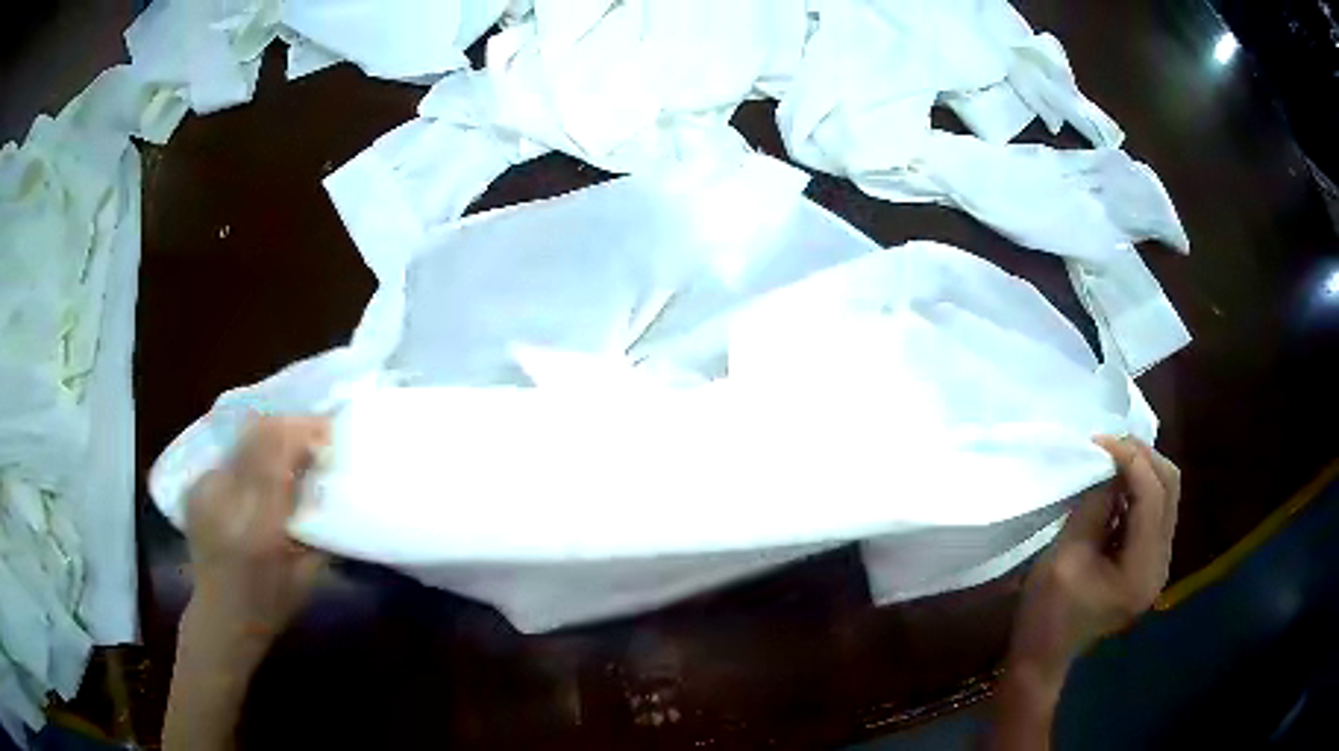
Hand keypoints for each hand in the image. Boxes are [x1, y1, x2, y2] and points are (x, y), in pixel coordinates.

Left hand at [184, 415, 329, 641]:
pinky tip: (260, 467)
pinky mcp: (194, 487)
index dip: (303, 433)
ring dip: (270, 435)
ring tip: (289, 445)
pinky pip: (229, 454)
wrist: (220, 617)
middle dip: (289, 426)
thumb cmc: (272, 603)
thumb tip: (328, 474)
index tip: (327, 431)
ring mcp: (205, 490)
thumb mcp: (307, 572)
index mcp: (258, 527)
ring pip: (242, 438)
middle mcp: (225, 500)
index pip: (277, 454)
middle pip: (257, 435)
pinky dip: (250, 452)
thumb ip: (316, 522)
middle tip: (313, 431)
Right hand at [1008, 436, 1181, 681]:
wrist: (1044, 655)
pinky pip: (1155, 509)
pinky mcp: (1149, 561)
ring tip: (1111, 459)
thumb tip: (1107, 465)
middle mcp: (1161, 564)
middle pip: (1170, 488)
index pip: (1153, 497)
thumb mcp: (1064, 557)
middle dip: (1142, 457)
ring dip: (1142, 469)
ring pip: (1167, 494)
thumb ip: (1093, 507)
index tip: (1100, 441)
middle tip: (1109, 444)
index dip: (1131, 460)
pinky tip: (1115, 486)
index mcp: (1141, 571)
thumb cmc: (1047, 613)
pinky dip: (1138, 488)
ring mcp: (1158, 563)